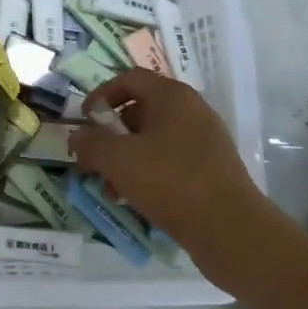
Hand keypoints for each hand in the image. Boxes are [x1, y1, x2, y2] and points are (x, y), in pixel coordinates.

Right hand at [70, 69, 260, 247]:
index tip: (85, 122)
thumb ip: (90, 143)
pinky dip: (146, 175)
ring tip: (109, 188)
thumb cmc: (170, 181)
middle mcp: (191, 111)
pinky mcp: (210, 170)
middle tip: (91, 160)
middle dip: (110, 135)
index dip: (101, 95)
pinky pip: (168, 163)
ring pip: (152, 141)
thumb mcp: (117, 159)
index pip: (129, 79)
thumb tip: (77, 137)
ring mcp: (204, 142)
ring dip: (124, 160)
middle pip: (139, 111)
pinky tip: (133, 200)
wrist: (230, 229)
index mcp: (172, 96)